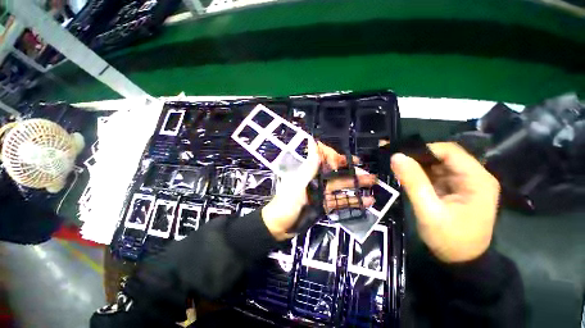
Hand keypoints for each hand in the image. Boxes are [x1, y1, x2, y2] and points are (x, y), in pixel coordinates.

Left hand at [262, 140, 375, 239]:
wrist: (280, 227)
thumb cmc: (287, 204)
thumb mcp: (298, 185)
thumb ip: (309, 166)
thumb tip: (313, 142)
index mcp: (310, 174)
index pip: (325, 161)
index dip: (338, 158)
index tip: (352, 159)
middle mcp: (317, 182)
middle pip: (337, 175)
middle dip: (352, 173)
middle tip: (369, 173)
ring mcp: (322, 194)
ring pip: (341, 188)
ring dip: (356, 186)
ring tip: (372, 184)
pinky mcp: (325, 206)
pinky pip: (340, 202)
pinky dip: (353, 202)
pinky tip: (367, 202)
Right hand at [391, 143, 499, 262]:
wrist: (460, 261)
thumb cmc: (449, 239)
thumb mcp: (428, 211)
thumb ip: (413, 182)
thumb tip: (396, 157)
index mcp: (477, 179)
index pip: (450, 151)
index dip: (424, 150)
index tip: (401, 157)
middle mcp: (474, 176)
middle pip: (444, 156)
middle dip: (419, 159)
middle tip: (397, 165)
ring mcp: (465, 183)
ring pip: (438, 164)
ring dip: (418, 167)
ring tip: (400, 172)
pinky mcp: (456, 189)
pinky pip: (436, 175)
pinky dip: (421, 175)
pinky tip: (409, 180)